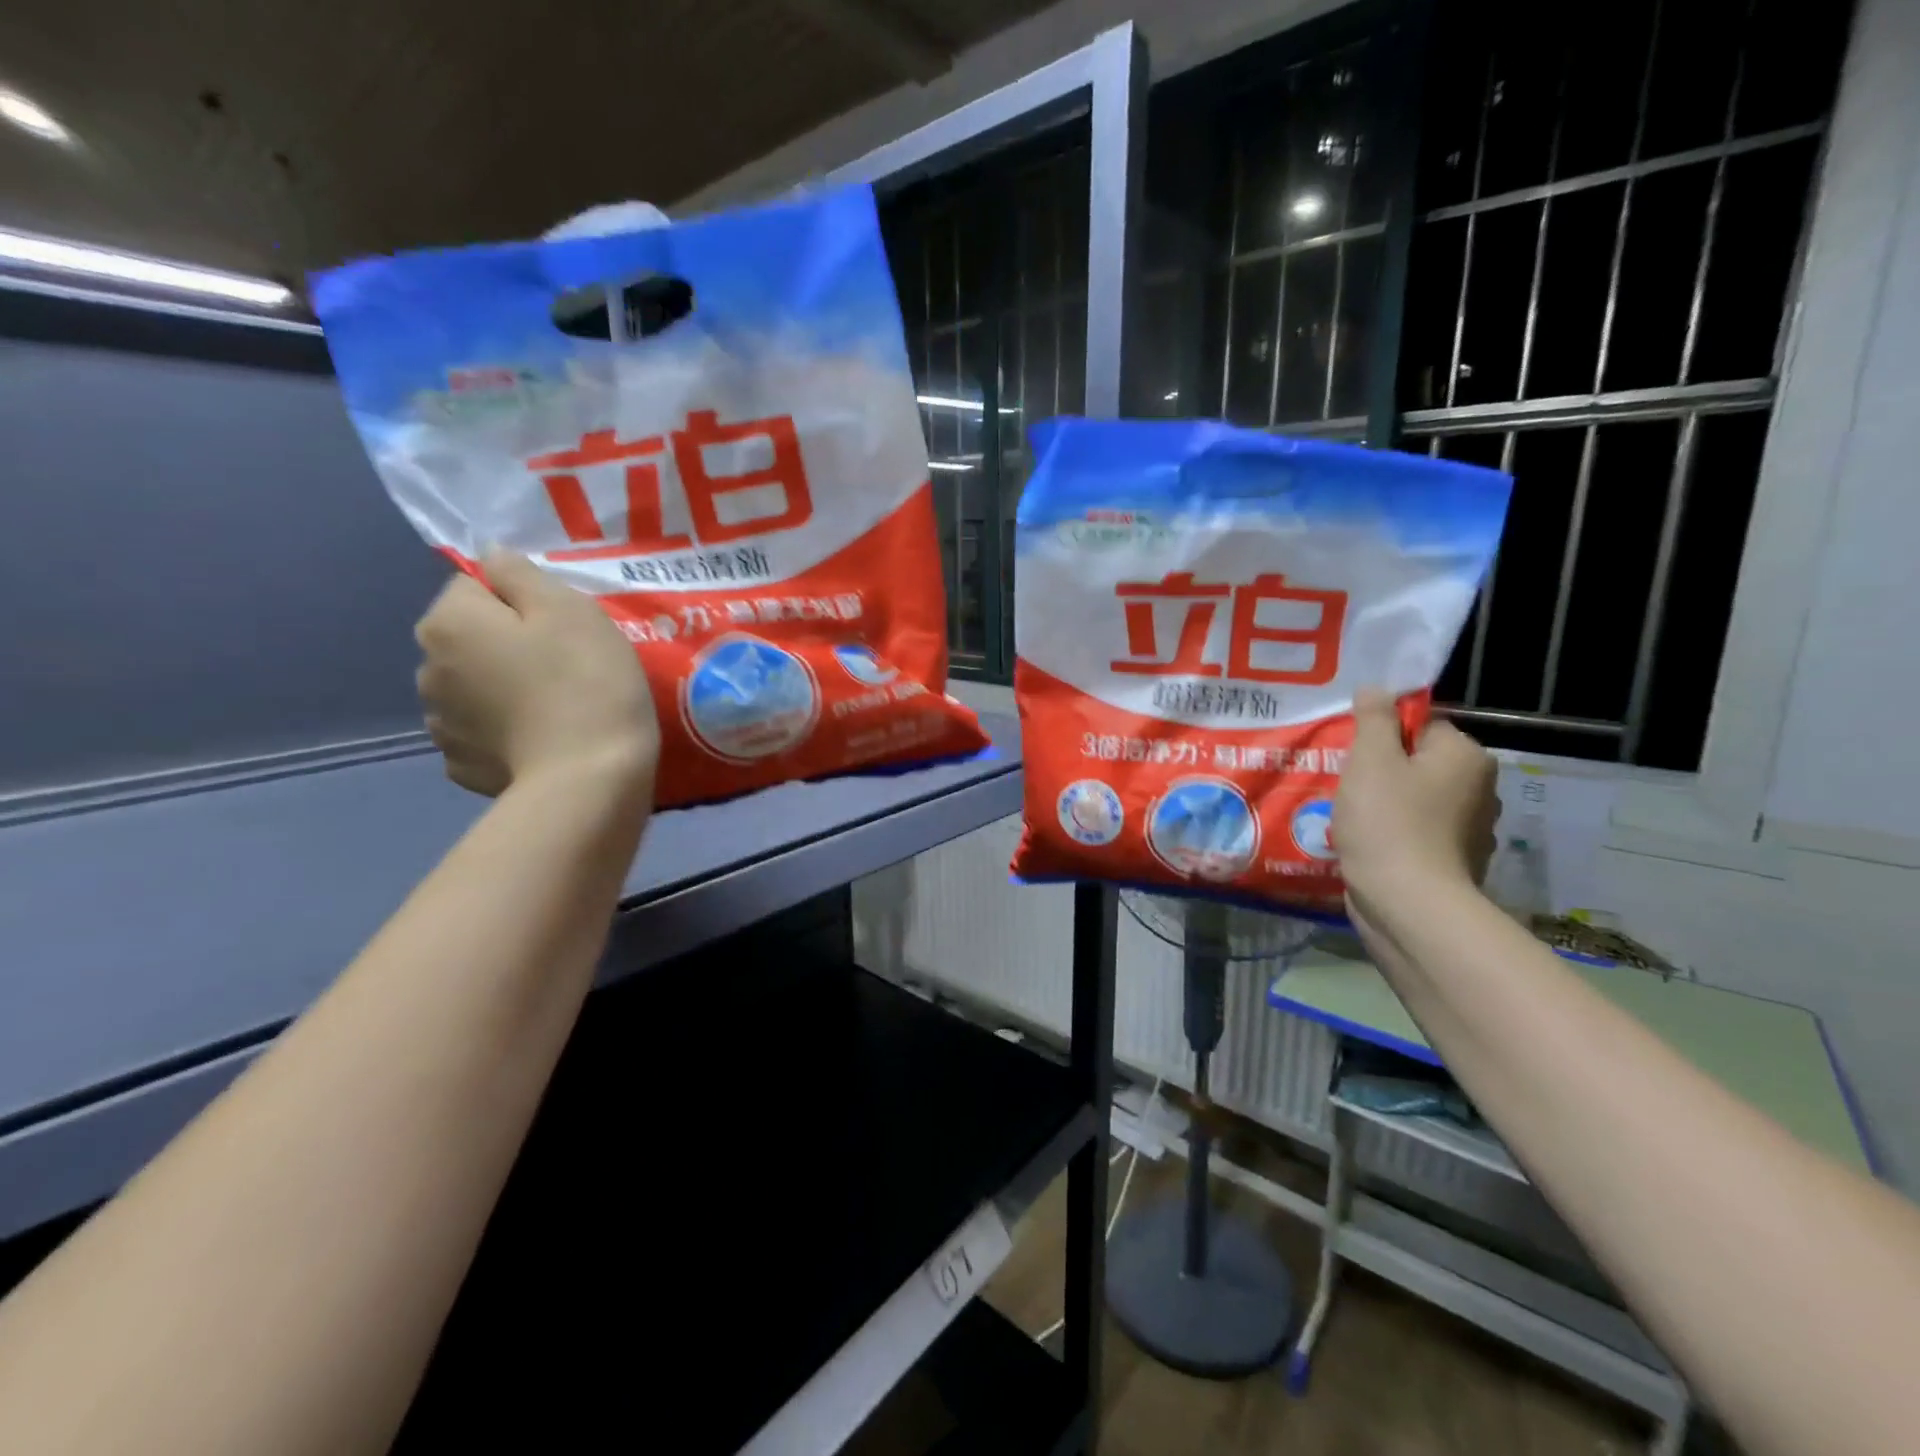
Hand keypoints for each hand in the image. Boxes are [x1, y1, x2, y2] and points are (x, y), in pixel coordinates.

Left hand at [415, 552, 658, 798]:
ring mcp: (441, 723)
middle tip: (566, 664)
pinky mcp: (463, 765)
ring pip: (475, 684)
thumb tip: (490, 556)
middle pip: (472, 636)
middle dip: (509, 643)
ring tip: (555, 705)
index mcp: (448, 622)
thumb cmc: (586, 682)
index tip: (564, 626)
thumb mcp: (569, 608)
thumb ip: (520, 573)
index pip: (476, 585)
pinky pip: (483, 731)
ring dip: (503, 686)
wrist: (590, 778)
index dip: (524, 599)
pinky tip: (541, 739)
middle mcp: (427, 668)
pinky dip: (506, 730)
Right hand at [1335, 688, 1498, 902]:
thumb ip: (1373, 719)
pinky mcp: (1451, 863)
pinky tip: (1365, 843)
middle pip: (1417, 762)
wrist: (1408, 904)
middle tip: (1345, 783)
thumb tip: (1376, 689)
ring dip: (1384, 804)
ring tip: (1349, 815)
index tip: (1353, 754)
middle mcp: (1478, 789)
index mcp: (1466, 756)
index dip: (1382, 734)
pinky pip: (1414, 833)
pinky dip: (1392, 834)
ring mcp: (1468, 830)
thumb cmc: (1388, 822)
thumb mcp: (1371, 759)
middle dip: (1381, 771)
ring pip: (1414, 799)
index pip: (1422, 725)